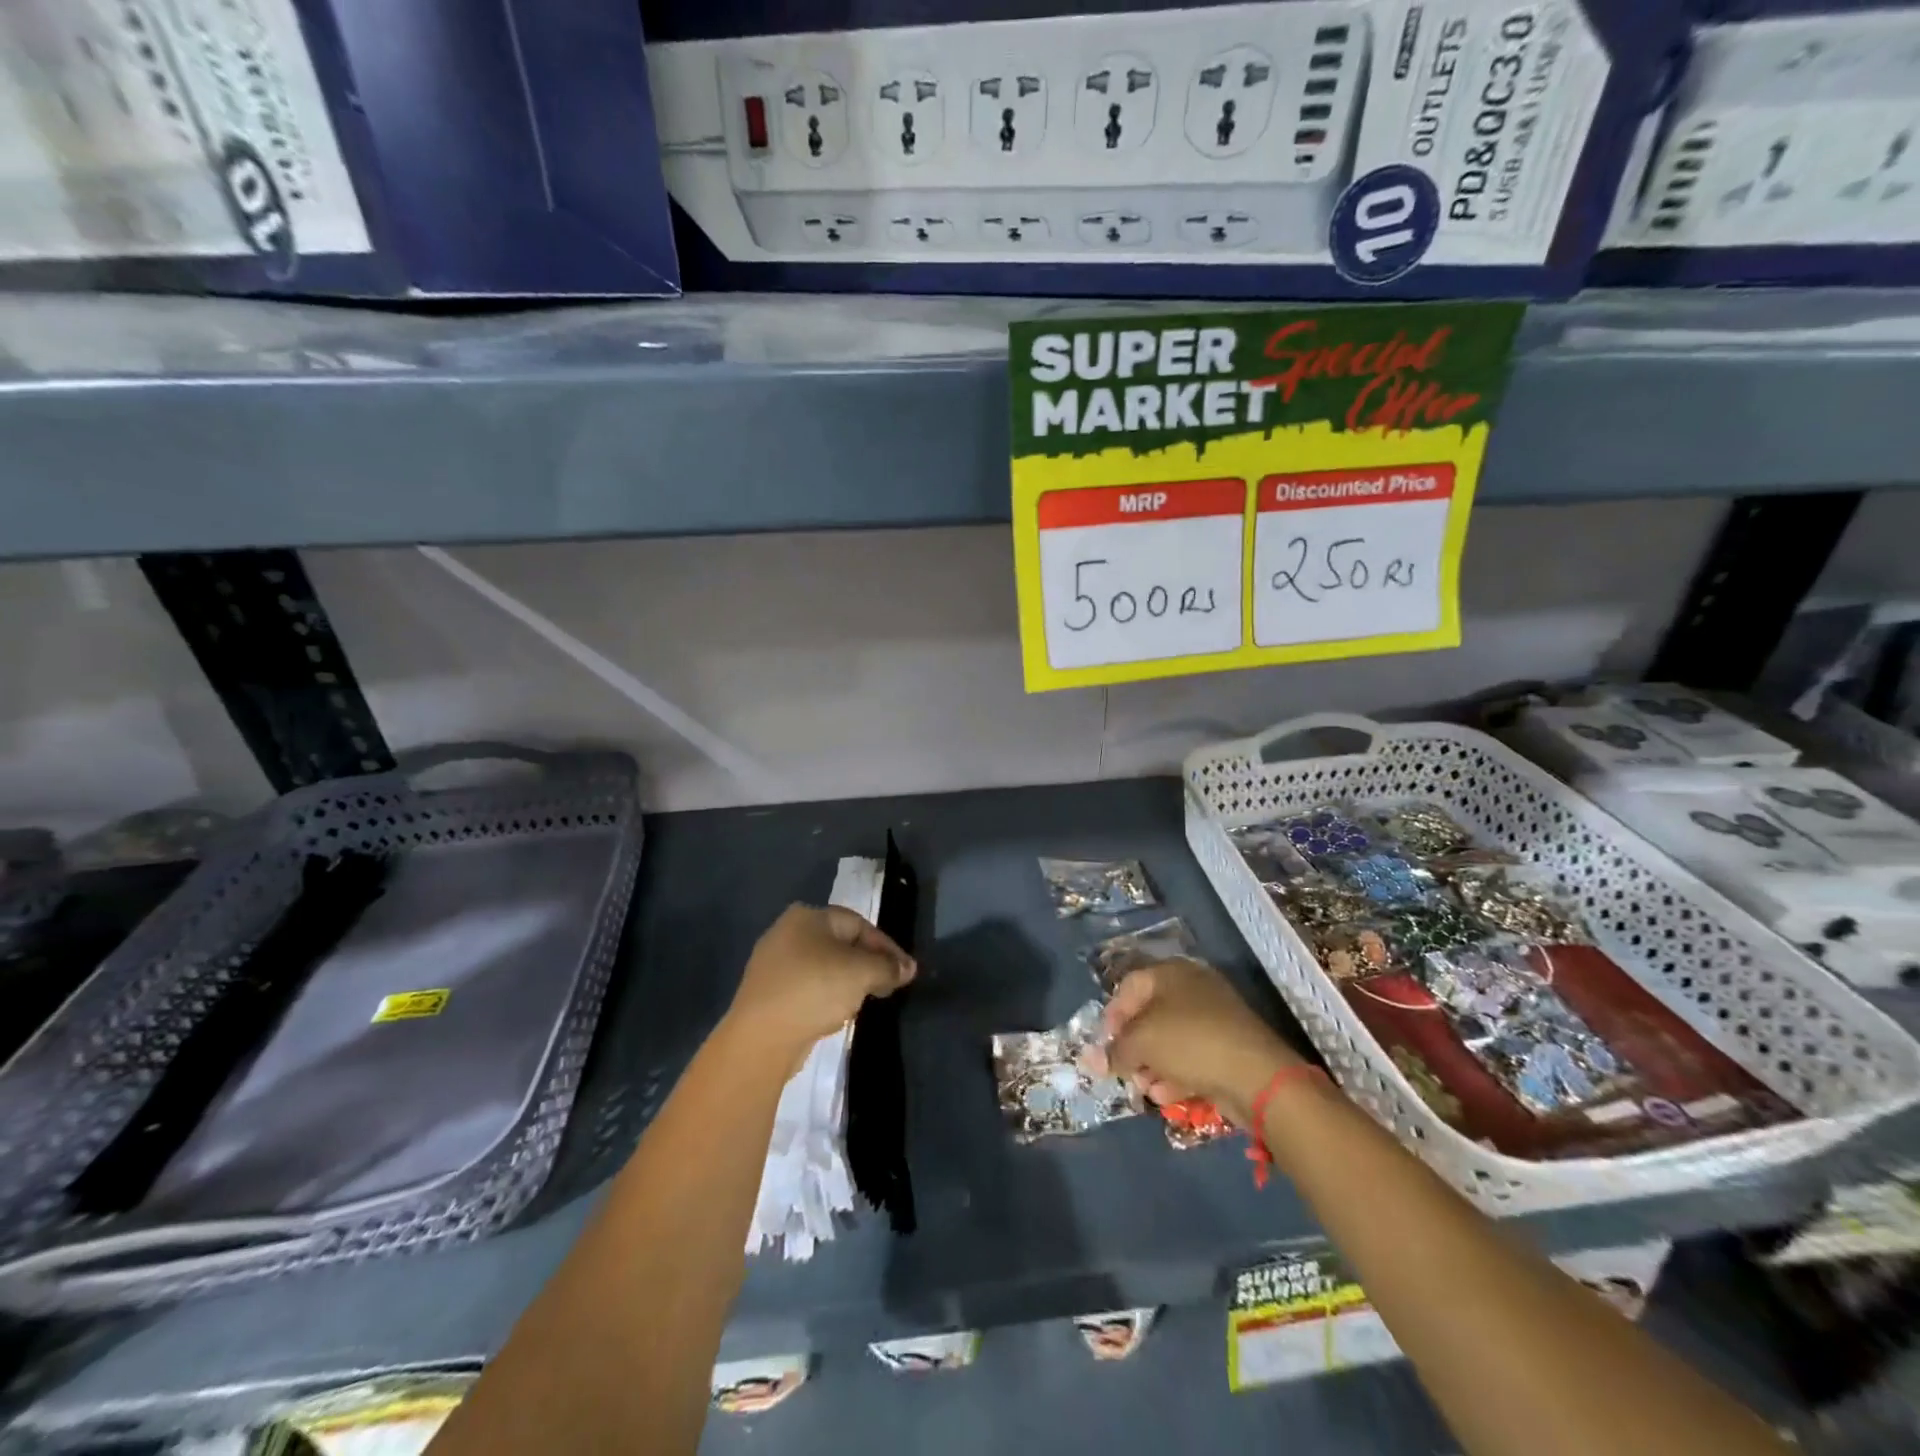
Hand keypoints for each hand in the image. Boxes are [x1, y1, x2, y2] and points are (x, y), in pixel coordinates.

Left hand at [726, 904, 915, 1067]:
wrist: (761, 1037)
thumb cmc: (815, 989)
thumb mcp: (862, 973)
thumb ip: (888, 967)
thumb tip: (908, 968)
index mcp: (807, 917)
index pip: (859, 925)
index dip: (886, 947)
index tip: (905, 971)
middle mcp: (786, 932)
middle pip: (840, 944)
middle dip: (868, 964)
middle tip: (888, 986)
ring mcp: (772, 964)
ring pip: (823, 967)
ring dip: (848, 981)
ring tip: (865, 1001)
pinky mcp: (766, 993)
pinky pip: (806, 987)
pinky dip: (826, 996)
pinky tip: (835, 1014)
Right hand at [1101, 959, 1299, 1126]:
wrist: (1256, 1075)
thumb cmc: (1189, 1042)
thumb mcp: (1141, 1043)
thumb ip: (1114, 1050)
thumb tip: (1094, 1059)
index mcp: (1170, 972)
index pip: (1128, 987)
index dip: (1112, 1016)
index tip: (1104, 1046)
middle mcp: (1192, 988)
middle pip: (1149, 1016)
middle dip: (1133, 1047)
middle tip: (1125, 1072)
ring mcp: (1214, 1018)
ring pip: (1170, 1040)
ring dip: (1153, 1066)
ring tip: (1147, 1090)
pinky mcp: (1228, 1047)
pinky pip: (1192, 1057)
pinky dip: (1177, 1074)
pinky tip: (1167, 1096)